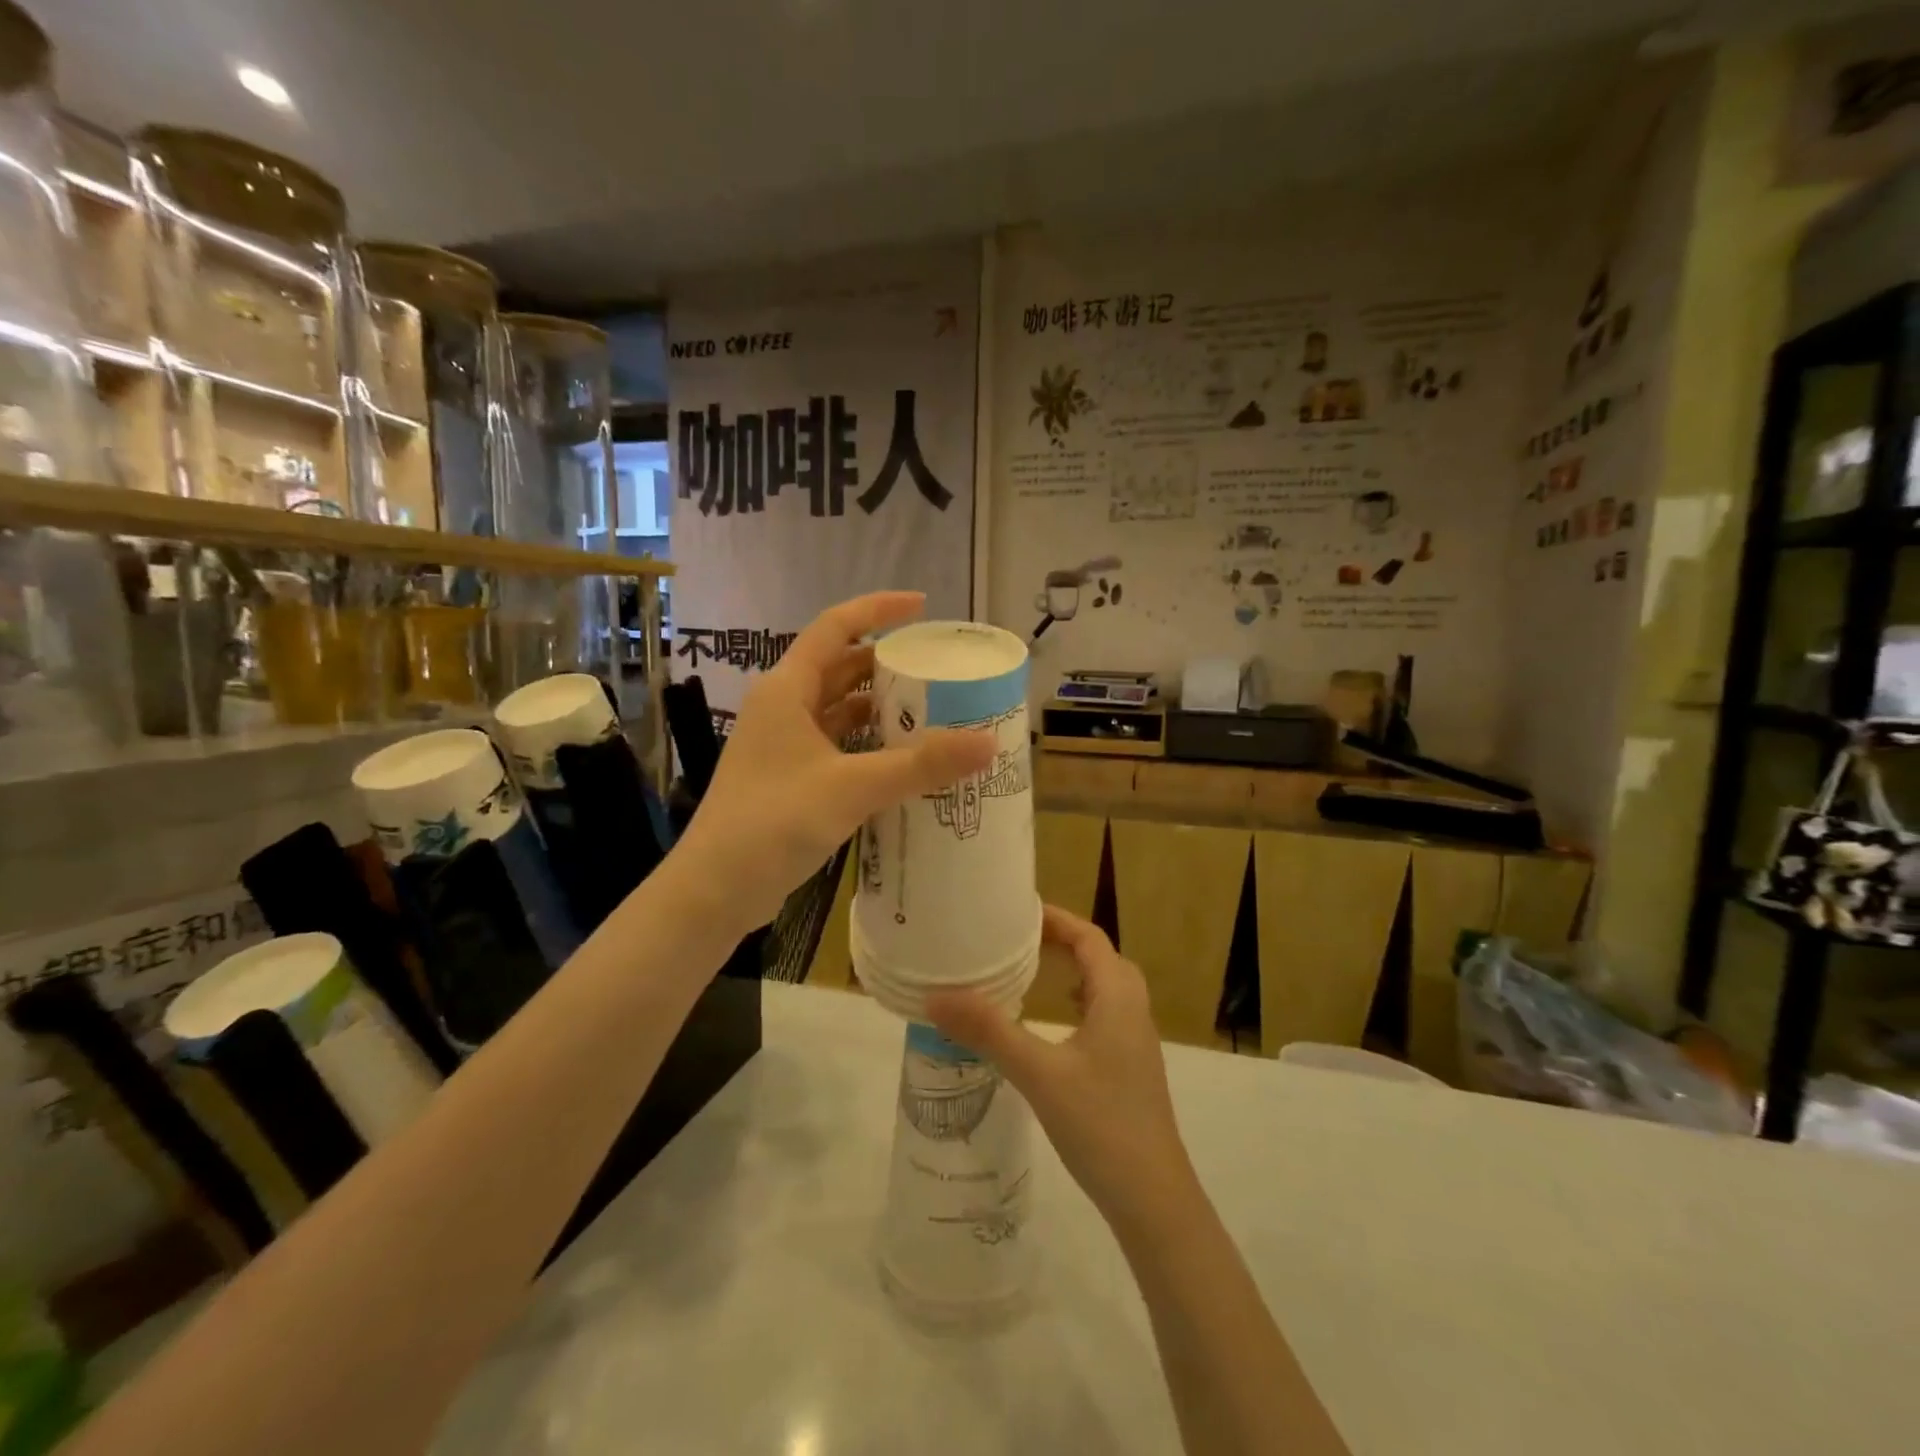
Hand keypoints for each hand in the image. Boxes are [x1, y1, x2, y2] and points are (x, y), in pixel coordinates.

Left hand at [670, 592, 994, 939]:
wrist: (715, 890)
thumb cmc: (774, 822)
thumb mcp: (853, 788)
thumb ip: (921, 765)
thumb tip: (988, 742)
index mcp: (787, 690)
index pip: (835, 627)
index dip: (878, 609)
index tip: (922, 606)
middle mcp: (783, 708)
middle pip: (840, 668)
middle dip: (886, 664)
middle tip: (938, 669)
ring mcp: (783, 745)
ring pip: (838, 710)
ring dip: (879, 708)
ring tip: (931, 711)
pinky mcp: (789, 778)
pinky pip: (836, 746)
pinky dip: (868, 745)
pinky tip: (901, 760)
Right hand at [927, 906, 1196, 1229]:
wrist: (1153, 1199)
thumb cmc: (1100, 1125)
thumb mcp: (1038, 1073)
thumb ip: (989, 1032)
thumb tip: (936, 996)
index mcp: (1118, 998)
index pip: (1090, 938)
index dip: (1057, 919)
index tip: (1018, 910)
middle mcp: (1133, 1010)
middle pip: (1101, 958)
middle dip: (1063, 941)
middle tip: (1018, 939)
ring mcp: (1136, 1042)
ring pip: (1106, 988)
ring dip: (1073, 971)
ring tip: (1031, 972)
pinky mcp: (1130, 1068)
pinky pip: (1105, 1015)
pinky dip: (1078, 1003)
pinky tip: (1052, 1026)